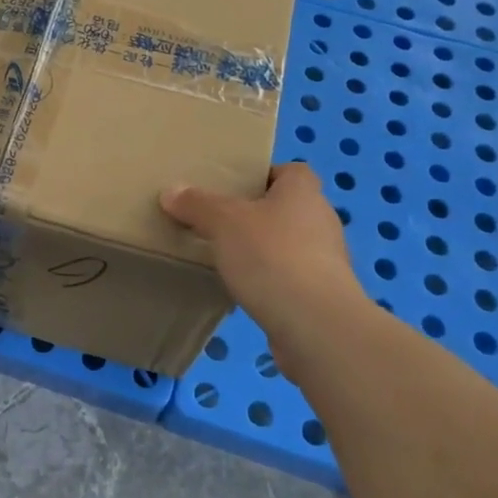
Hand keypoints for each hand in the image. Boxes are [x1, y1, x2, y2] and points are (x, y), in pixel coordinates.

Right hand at [160, 162, 363, 346]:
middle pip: (286, 208)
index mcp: (303, 191)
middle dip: (256, 215)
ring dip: (263, 250)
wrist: (316, 326)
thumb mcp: (223, 222)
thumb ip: (197, 205)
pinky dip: (270, 281)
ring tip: (227, 259)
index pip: (289, 171)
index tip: (233, 189)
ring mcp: (326, 261)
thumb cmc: (272, 256)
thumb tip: (171, 191)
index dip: (263, 175)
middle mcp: (321, 220)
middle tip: (219, 222)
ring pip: (289, 245)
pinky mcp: (323, 296)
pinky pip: (290, 278)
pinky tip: (244, 291)